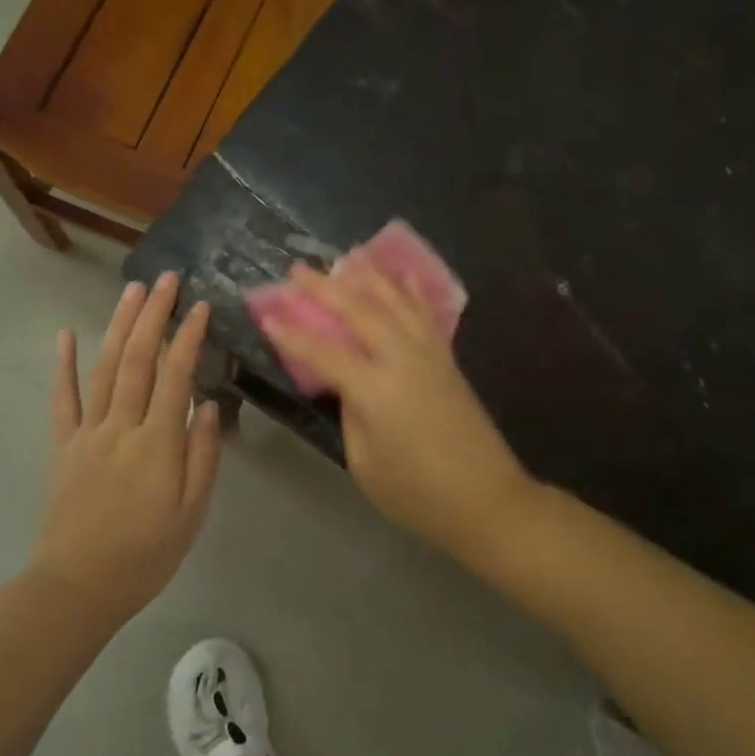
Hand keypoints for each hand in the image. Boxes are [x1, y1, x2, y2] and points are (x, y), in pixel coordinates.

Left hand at [32, 274, 222, 627]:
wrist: (77, 589)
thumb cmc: (145, 555)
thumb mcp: (192, 513)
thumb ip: (203, 455)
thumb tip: (207, 404)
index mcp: (158, 443)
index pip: (176, 375)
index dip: (188, 336)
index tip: (200, 305)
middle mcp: (122, 426)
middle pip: (138, 359)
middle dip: (153, 315)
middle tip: (166, 278)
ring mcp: (88, 433)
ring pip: (105, 368)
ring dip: (119, 326)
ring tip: (133, 291)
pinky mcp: (64, 446)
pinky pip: (63, 399)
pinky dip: (63, 365)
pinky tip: (66, 334)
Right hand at [261, 261, 536, 560]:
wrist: (487, 500)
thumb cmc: (417, 493)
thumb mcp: (365, 462)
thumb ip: (351, 413)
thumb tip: (348, 383)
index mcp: (375, 389)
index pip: (323, 351)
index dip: (292, 333)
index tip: (267, 312)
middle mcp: (402, 358)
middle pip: (359, 310)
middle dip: (325, 287)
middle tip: (298, 268)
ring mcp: (429, 354)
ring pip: (395, 301)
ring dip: (369, 276)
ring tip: (349, 255)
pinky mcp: (448, 358)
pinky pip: (424, 313)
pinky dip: (410, 290)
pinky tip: (403, 276)